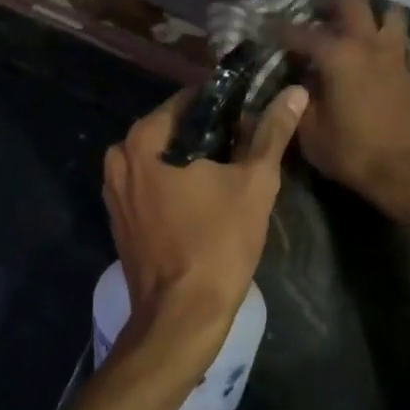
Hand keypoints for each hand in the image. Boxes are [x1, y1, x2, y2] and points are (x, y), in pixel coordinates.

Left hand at [101, 84, 308, 385]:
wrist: (181, 316)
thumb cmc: (218, 244)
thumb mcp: (255, 183)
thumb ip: (272, 132)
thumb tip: (295, 93)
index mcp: (144, 139)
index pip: (190, 100)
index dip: (226, 105)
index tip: (253, 117)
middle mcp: (119, 157)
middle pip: (173, 129)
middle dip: (210, 135)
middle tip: (248, 149)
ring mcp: (114, 190)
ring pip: (161, 158)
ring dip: (193, 160)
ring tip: (231, 174)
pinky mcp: (119, 218)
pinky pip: (150, 184)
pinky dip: (175, 184)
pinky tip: (205, 200)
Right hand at [282, 0, 409, 211]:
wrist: (405, 173)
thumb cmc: (351, 152)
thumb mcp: (309, 131)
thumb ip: (298, 100)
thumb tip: (294, 83)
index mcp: (338, 55)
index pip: (300, 32)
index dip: (278, 29)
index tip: (264, 28)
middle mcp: (368, 45)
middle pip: (352, 1)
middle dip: (329, 2)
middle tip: (314, 15)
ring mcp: (395, 56)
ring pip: (390, 13)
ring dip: (370, 15)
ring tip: (352, 29)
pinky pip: (403, 43)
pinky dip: (390, 41)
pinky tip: (378, 55)